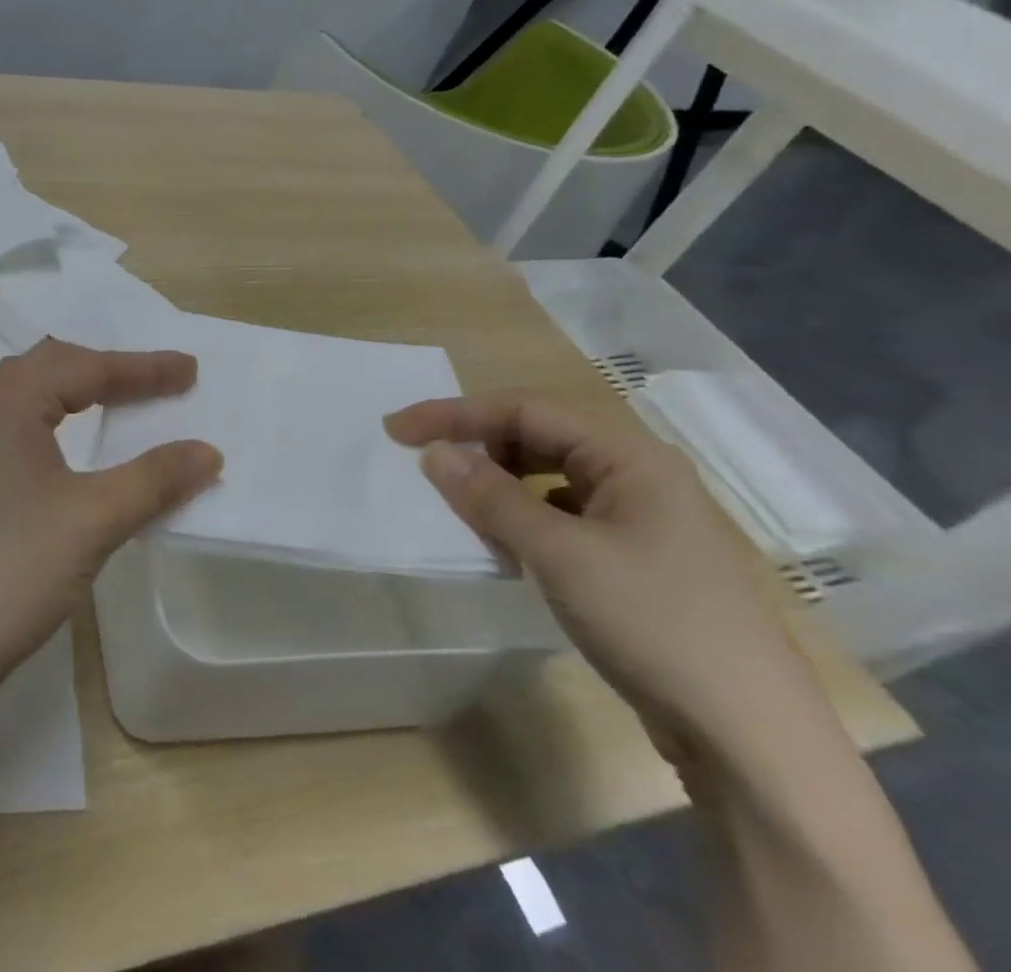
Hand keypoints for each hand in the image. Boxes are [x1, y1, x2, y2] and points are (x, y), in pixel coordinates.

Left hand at [0, 339, 221, 701]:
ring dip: (74, 389)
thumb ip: (154, 479)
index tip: (190, 369)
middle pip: (50, 366)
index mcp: (8, 403)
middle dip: (107, 369)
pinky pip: (13, 425)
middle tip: (156, 382)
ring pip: (26, 394)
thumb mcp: (94, 520)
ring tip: (115, 401)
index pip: (85, 367)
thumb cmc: (14, 571)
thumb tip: (207, 451)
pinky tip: (63, 447)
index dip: (142, 367)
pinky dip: (51, 418)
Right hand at [385, 393, 830, 767]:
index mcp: (631, 457)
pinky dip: (523, 517)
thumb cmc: (656, 626)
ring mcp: (640, 517)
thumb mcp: (561, 555)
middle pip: (539, 435)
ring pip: (549, 475)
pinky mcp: (634, 556)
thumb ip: (492, 498)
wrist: (751, 740)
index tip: (398, 431)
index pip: (526, 409)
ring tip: (463, 508)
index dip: (456, 414)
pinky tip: (506, 544)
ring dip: (499, 483)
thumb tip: (434, 454)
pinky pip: (561, 513)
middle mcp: (638, 475)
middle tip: (425, 464)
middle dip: (478, 444)